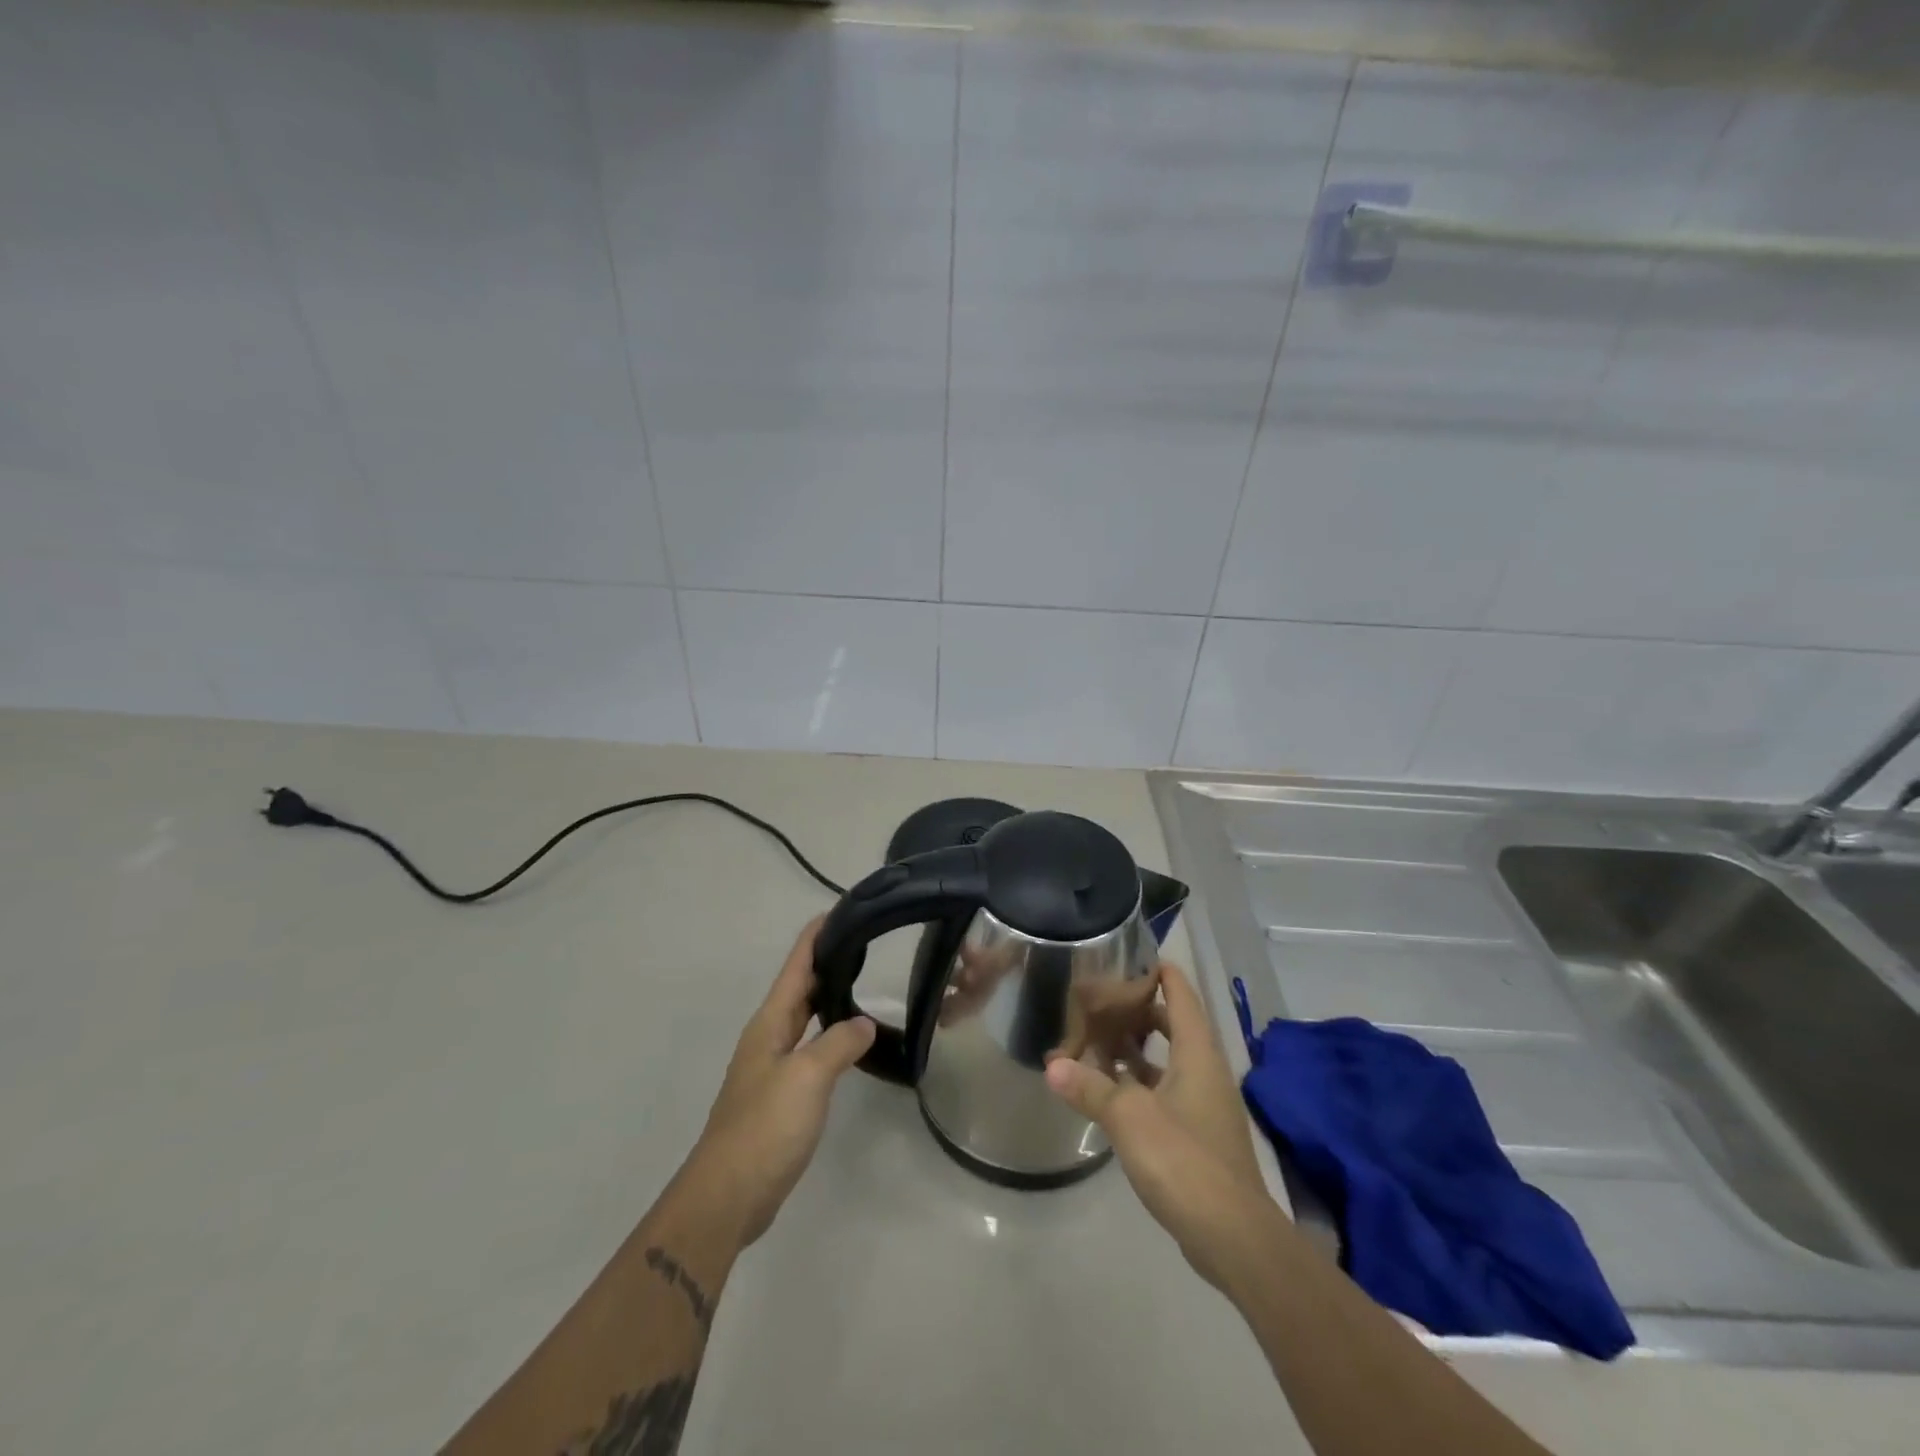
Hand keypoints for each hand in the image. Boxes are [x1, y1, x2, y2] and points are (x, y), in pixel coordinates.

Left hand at [677, 918, 875, 1248]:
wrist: (728, 1195)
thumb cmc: (764, 1127)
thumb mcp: (807, 1077)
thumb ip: (838, 1043)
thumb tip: (864, 1024)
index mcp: (770, 1023)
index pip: (796, 966)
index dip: (816, 936)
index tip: (840, 909)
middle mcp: (768, 1037)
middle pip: (798, 987)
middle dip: (825, 961)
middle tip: (863, 941)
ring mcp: (771, 1067)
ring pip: (803, 1018)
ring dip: (827, 996)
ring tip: (862, 981)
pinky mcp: (780, 1095)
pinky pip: (808, 1048)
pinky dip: (828, 1033)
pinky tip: (849, 1041)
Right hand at [1044, 960, 1276, 1293]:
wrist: (1233, 1236)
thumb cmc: (1184, 1159)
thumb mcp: (1129, 1117)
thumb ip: (1090, 1087)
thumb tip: (1053, 1066)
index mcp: (1197, 1053)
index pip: (1181, 994)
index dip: (1159, 972)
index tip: (1128, 957)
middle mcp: (1204, 1071)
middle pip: (1174, 1025)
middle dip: (1138, 1011)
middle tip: (1099, 1000)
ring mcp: (1203, 1105)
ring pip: (1167, 1061)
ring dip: (1135, 1050)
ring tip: (1095, 1039)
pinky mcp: (1197, 1136)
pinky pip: (1165, 1092)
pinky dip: (1139, 1084)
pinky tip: (1109, 1090)